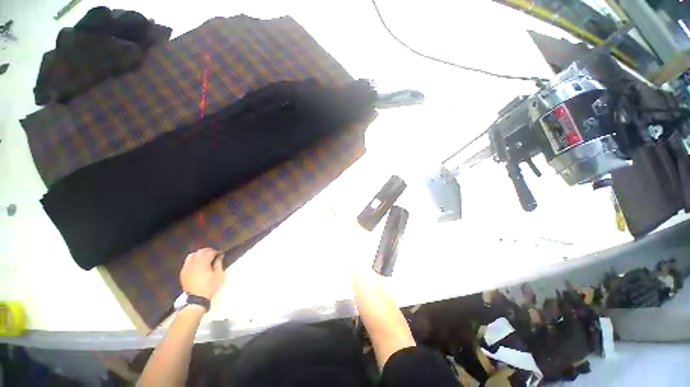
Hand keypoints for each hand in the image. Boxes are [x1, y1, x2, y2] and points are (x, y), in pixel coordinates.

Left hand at [180, 248, 224, 298]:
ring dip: (200, 254)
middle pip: (200, 251)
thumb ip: (219, 264)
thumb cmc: (209, 287)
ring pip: (192, 254)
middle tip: (214, 255)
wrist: (196, 299)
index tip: (221, 254)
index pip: (209, 252)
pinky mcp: (183, 272)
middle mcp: (193, 263)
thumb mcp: (219, 275)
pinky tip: (198, 264)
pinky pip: (187, 261)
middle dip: (208, 251)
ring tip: (205, 258)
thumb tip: (220, 256)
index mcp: (203, 263)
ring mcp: (186, 267)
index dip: (216, 252)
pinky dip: (193, 259)